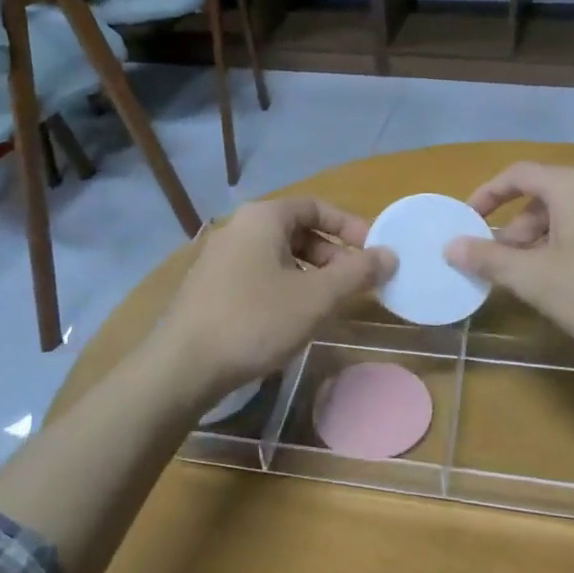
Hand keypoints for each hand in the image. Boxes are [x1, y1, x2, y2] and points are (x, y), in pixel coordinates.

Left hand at [150, 198, 396, 401]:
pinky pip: (258, 275)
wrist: (183, 366)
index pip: (316, 206)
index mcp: (262, 217)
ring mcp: (219, 258)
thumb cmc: (255, 320)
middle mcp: (238, 228)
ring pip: (278, 255)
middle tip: (355, 284)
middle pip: (297, 230)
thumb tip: (390, 255)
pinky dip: (285, 287)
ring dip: (311, 274)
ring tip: (329, 305)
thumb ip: (357, 273)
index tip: (375, 252)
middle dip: (332, 254)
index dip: (350, 226)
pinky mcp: (210, 287)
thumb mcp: (316, 297)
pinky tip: (293, 319)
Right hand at [443, 162, 573, 355]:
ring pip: (568, 217)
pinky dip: (567, 249)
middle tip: (498, 264)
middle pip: (543, 197)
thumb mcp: (533, 278)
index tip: (466, 222)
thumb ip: (488, 258)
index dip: (486, 196)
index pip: (518, 175)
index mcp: (573, 185)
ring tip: (529, 281)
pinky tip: (567, 286)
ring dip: (539, 243)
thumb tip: (451, 246)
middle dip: (513, 230)